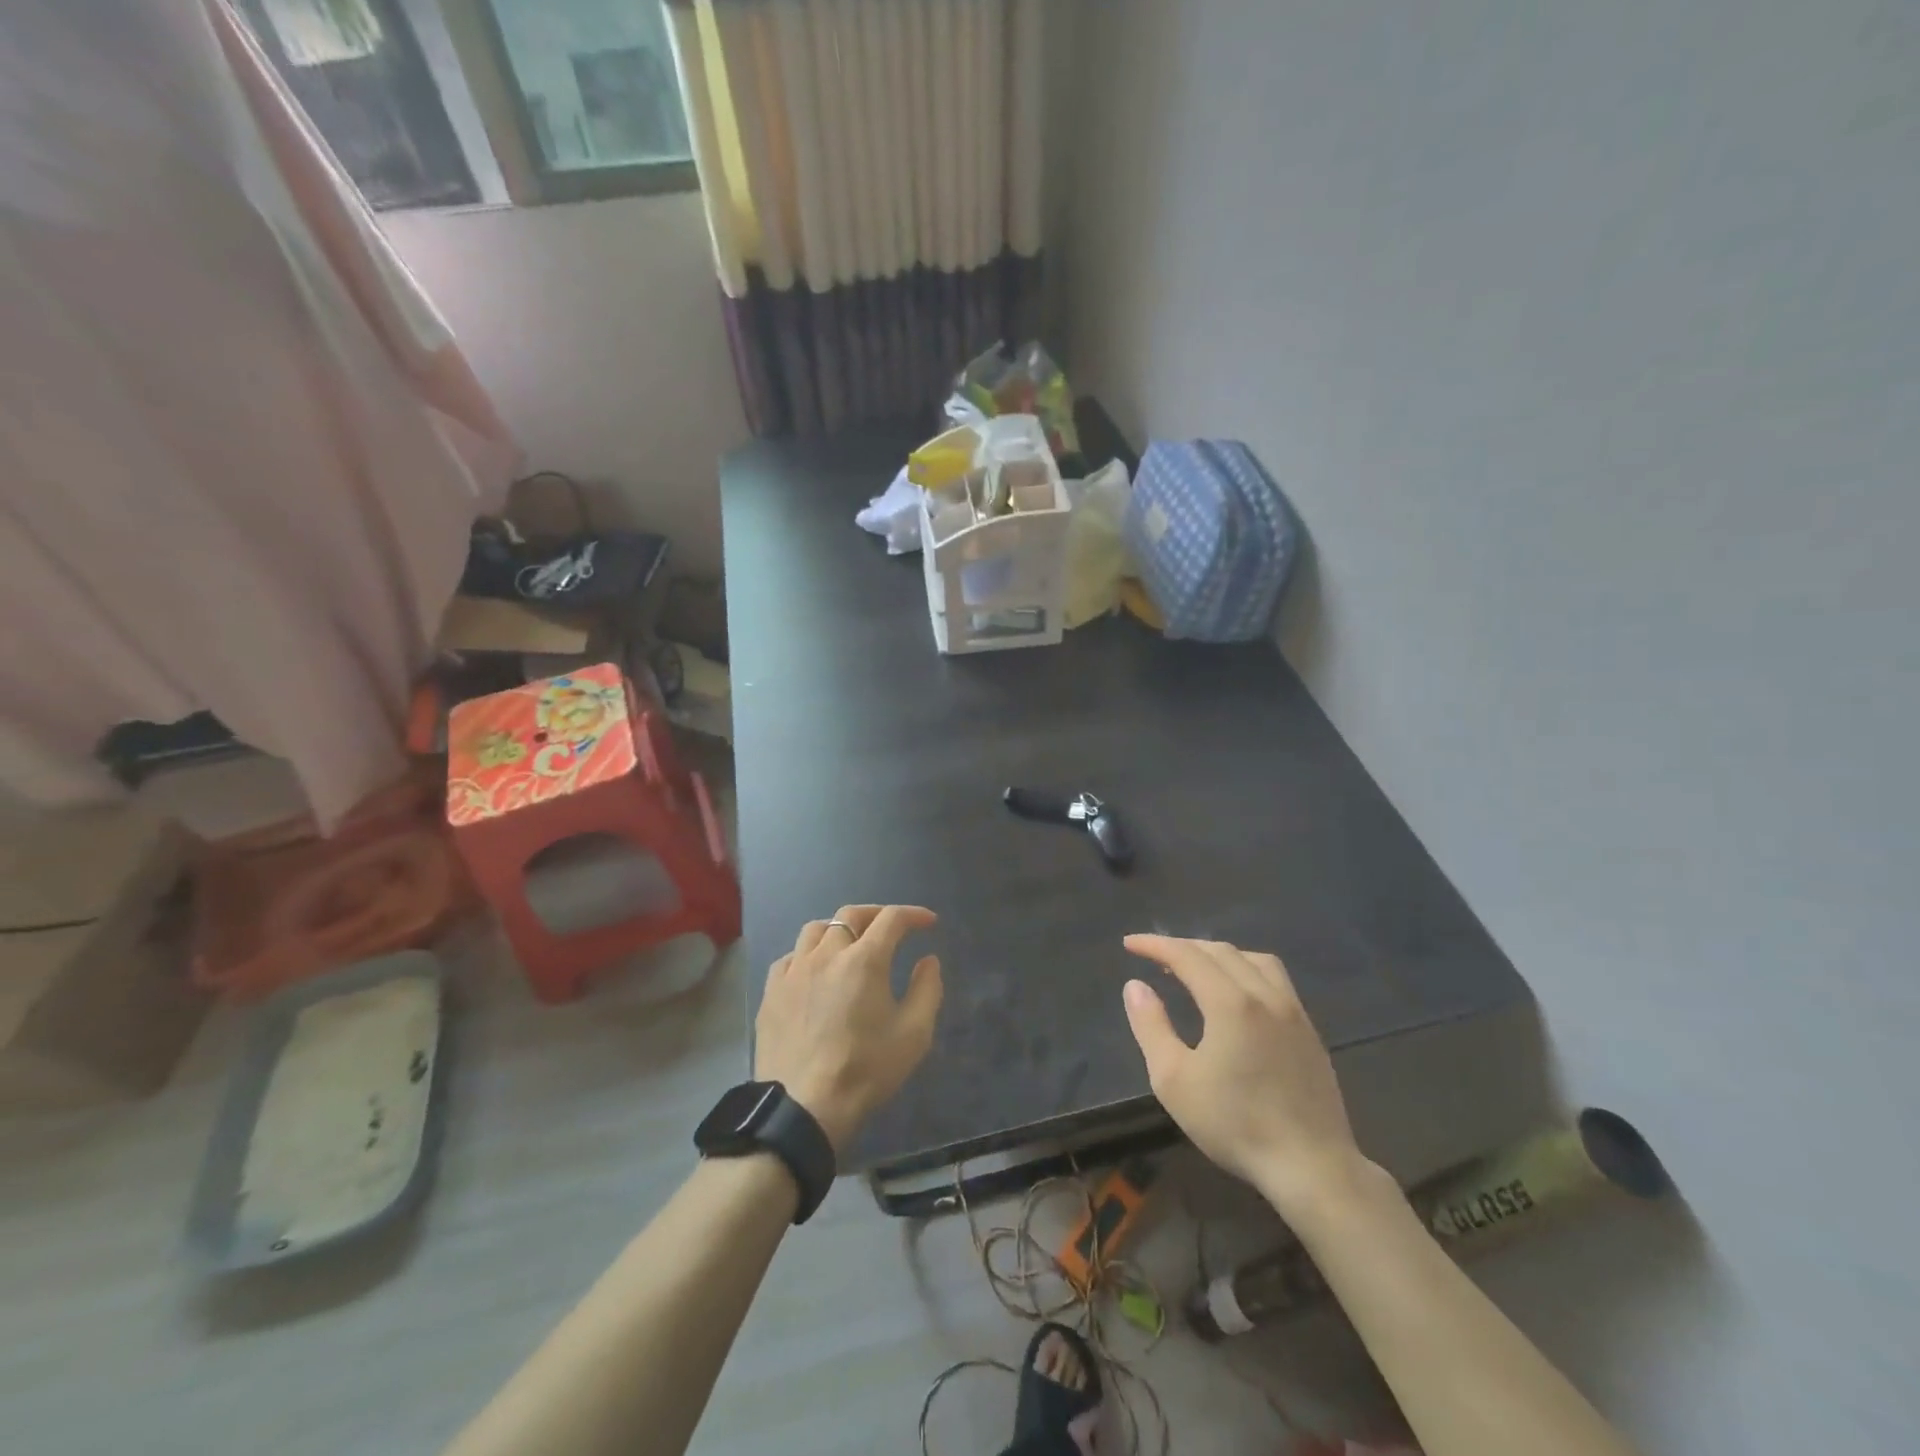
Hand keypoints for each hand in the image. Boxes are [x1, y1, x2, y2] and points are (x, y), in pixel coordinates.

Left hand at [754, 905, 943, 1157]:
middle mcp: (826, 954)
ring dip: (839, 929)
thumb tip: (928, 961)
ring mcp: (793, 971)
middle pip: (851, 914)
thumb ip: (927, 990)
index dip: (913, 915)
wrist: (803, 1107)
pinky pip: (790, 958)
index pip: (892, 919)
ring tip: (850, 944)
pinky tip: (814, 972)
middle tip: (892, 928)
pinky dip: (808, 955)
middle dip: (876, 914)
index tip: (928, 923)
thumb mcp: (914, 1034)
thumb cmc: (866, 1070)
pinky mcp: (771, 992)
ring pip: (815, 930)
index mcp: (864, 959)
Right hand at [1121, 935, 1370, 1216]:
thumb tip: (1135, 986)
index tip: (1129, 944)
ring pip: (1253, 960)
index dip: (1156, 944)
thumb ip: (1151, 1027)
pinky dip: (1246, 969)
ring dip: (1218, 954)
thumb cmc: (1235, 1124)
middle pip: (1220, 951)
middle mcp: (1265, 995)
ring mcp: (1293, 1011)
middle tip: (1155, 957)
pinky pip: (1275, 979)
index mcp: (1230, 1002)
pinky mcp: (1309, 1030)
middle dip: (1183, 947)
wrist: (1312, 1167)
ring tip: (1197, 969)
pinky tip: (1237, 995)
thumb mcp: (1174, 1081)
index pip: (1187, 955)